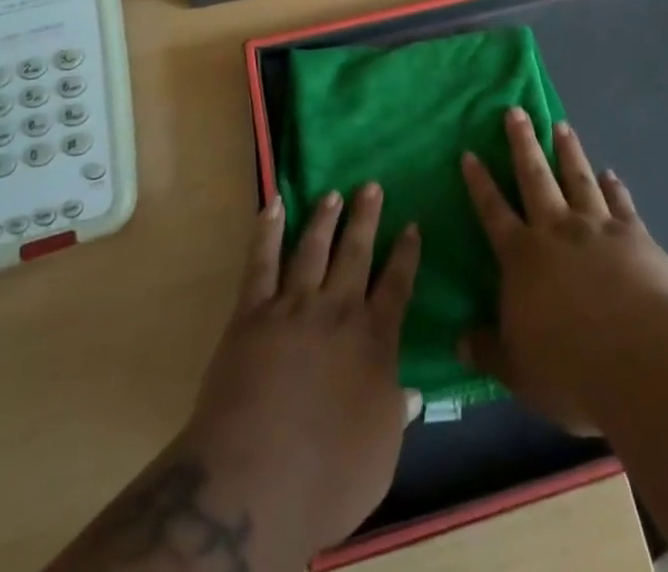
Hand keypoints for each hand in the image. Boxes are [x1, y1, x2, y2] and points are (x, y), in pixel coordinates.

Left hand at [179, 186, 421, 561]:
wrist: (255, 480)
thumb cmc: (328, 476)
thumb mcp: (381, 456)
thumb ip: (396, 415)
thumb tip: (414, 392)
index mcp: (374, 340)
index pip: (396, 286)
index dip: (405, 254)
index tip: (411, 225)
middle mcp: (337, 311)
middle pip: (355, 253)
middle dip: (365, 218)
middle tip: (371, 186)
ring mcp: (293, 306)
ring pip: (312, 249)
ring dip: (324, 219)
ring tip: (333, 194)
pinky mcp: (252, 313)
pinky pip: (261, 263)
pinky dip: (267, 231)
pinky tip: (273, 205)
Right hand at [460, 108, 667, 434]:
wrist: (642, 357)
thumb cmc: (571, 367)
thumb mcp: (518, 370)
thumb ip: (489, 351)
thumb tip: (458, 342)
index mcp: (522, 257)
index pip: (493, 211)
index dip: (480, 183)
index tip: (470, 153)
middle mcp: (557, 230)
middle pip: (535, 177)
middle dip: (523, 143)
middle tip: (516, 111)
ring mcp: (598, 227)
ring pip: (578, 178)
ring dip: (568, 151)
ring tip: (561, 125)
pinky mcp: (635, 236)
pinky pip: (621, 203)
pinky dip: (615, 186)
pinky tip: (611, 174)